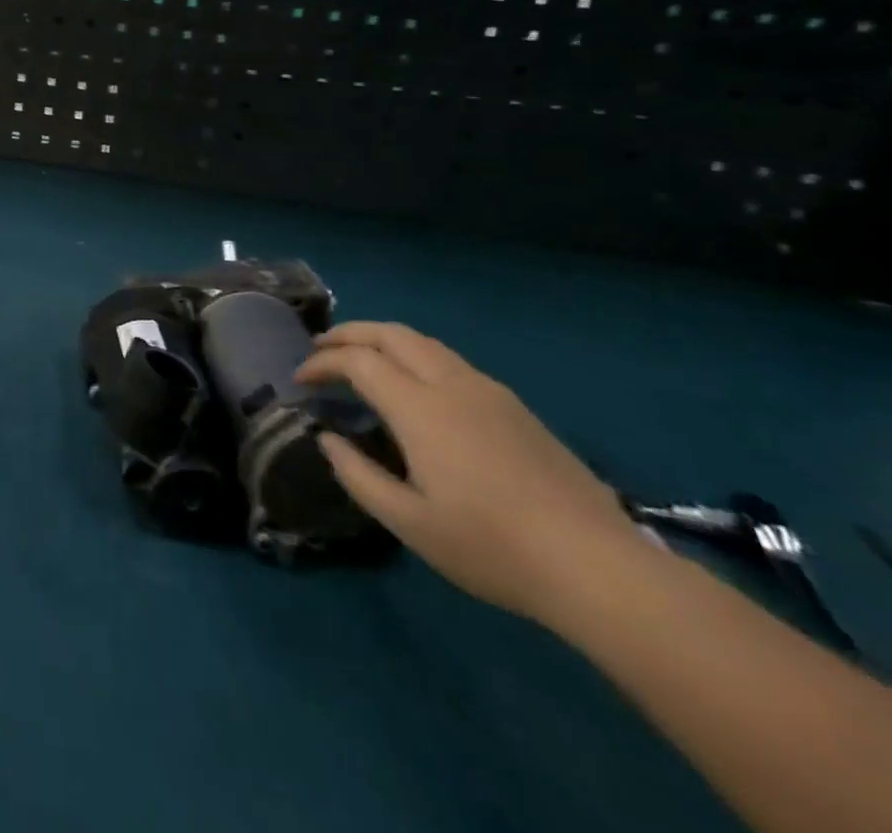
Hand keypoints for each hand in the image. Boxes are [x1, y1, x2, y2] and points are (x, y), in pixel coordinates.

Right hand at [297, 323, 646, 625]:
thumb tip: (328, 440)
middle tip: (321, 348)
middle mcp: (451, 384)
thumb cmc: (493, 547)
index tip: (301, 379)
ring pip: (424, 342)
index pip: (358, 361)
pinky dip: (415, 356)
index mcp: (420, 408)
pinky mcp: (515, 407)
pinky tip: (415, 386)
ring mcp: (488, 392)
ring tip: (361, 358)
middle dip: (349, 333)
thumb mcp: (410, 523)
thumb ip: (359, 476)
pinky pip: (450, 361)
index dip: (322, 362)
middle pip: (391, 334)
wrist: (599, 567)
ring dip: (383, 339)